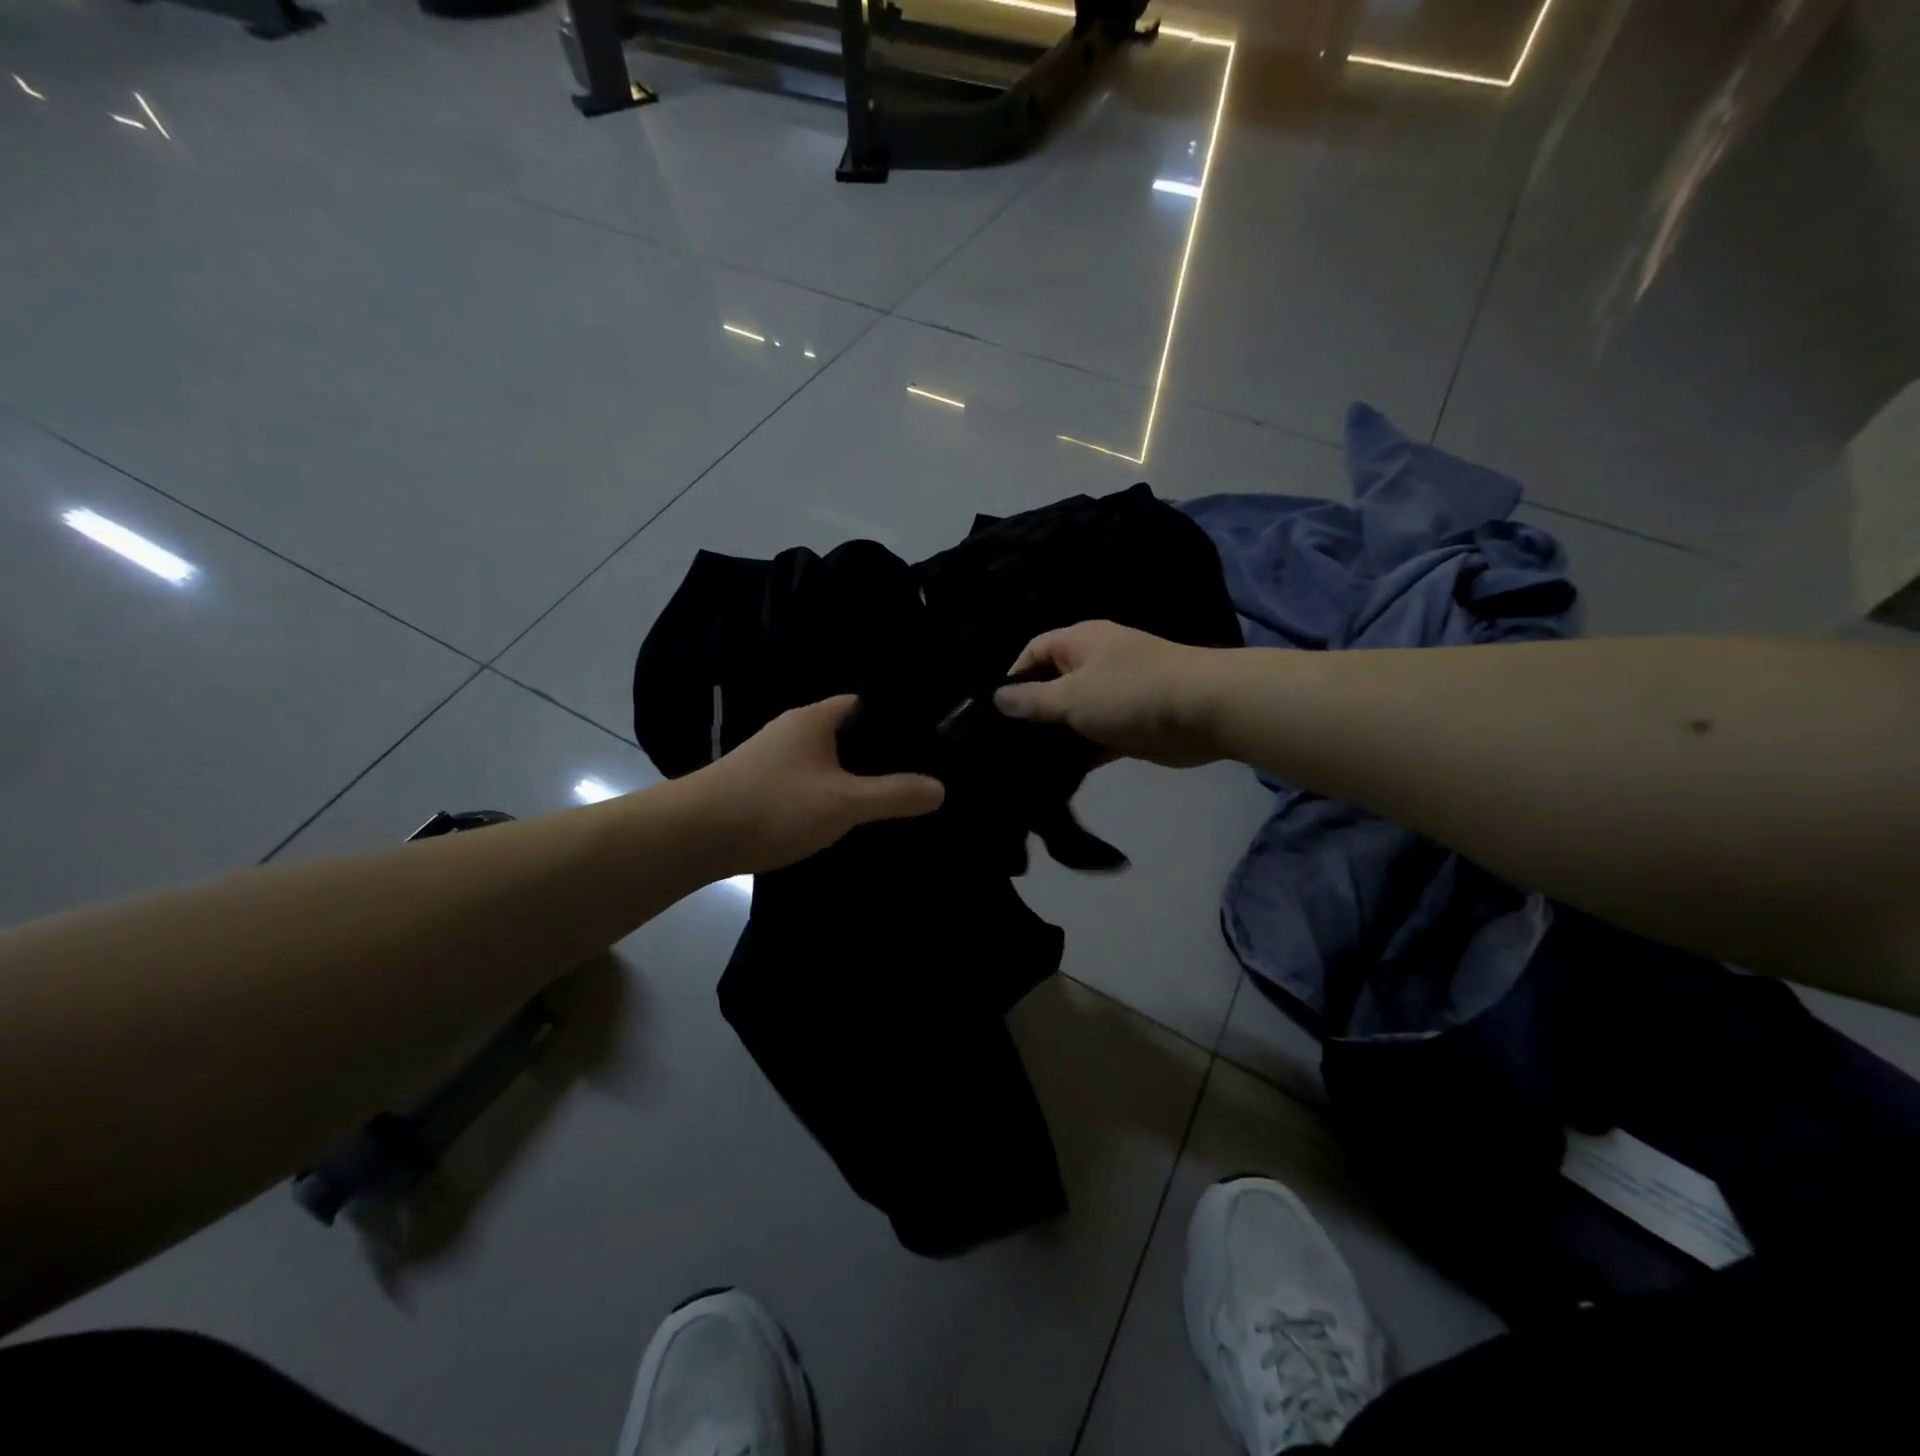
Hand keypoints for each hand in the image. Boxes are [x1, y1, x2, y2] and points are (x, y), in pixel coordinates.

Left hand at [697, 696, 944, 872]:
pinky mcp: (758, 785)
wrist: (694, 836)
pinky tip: (839, 818)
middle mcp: (792, 730)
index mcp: (815, 719)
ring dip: (849, 777)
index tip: (927, 741)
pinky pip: (805, 782)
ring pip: (824, 761)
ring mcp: (771, 758)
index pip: (865, 704)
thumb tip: (940, 788)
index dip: (896, 719)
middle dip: (876, 754)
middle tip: (913, 775)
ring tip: (884, 798)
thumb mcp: (844, 802)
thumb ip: (894, 794)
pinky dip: (825, 795)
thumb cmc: (775, 805)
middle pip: (846, 734)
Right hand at [994, 621, 1226, 767]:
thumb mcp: (1070, 696)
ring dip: (1053, 735)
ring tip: (1019, 761)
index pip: (1033, 651)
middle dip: (1029, 710)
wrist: (1202, 712)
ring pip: (1072, 715)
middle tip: (999, 741)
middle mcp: (1094, 664)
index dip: (1011, 676)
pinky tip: (1053, 774)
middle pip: (1051, 684)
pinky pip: (1093, 738)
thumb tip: (997, 698)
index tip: (992, 710)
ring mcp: (1113, 696)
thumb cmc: (1129, 693)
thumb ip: (1031, 700)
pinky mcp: (1127, 726)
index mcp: (1079, 642)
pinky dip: (1078, 752)